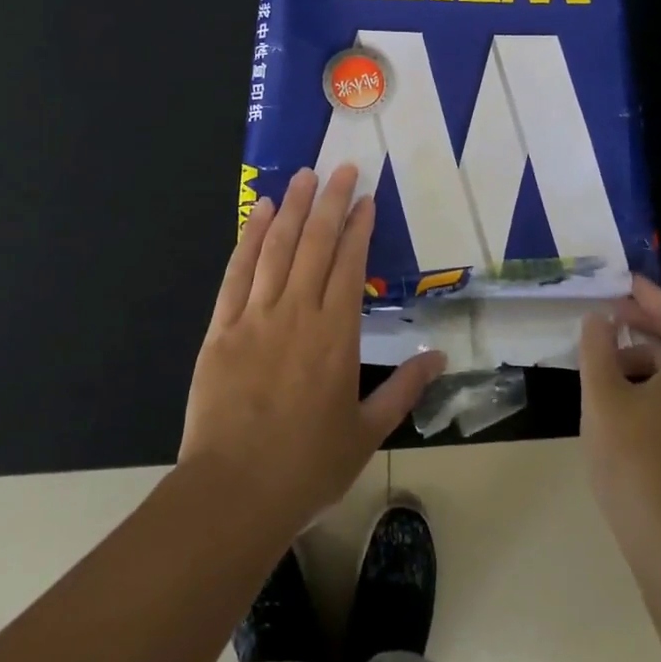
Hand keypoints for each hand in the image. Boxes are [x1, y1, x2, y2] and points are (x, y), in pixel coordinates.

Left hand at [179, 166, 445, 539]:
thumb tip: (439, 357)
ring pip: (276, 249)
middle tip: (340, 168)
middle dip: (329, 202)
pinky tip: (258, 213)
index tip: (365, 198)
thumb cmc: (307, 466)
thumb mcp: (366, 432)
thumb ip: (404, 389)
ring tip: (302, 176)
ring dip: (291, 208)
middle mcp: (297, 314)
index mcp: (336, 335)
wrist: (233, 493)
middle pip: (315, 244)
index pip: (350, 265)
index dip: (358, 227)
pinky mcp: (221, 329)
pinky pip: (237, 273)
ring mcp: (255, 317)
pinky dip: (249, 239)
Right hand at [579, 275, 660, 553]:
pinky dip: (659, 383)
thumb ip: (597, 347)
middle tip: (608, 314)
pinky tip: (625, 396)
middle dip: (645, 323)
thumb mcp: (603, 394)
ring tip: (607, 359)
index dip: (647, 295)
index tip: (620, 281)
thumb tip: (599, 319)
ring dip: (648, 356)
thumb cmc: (638, 459)